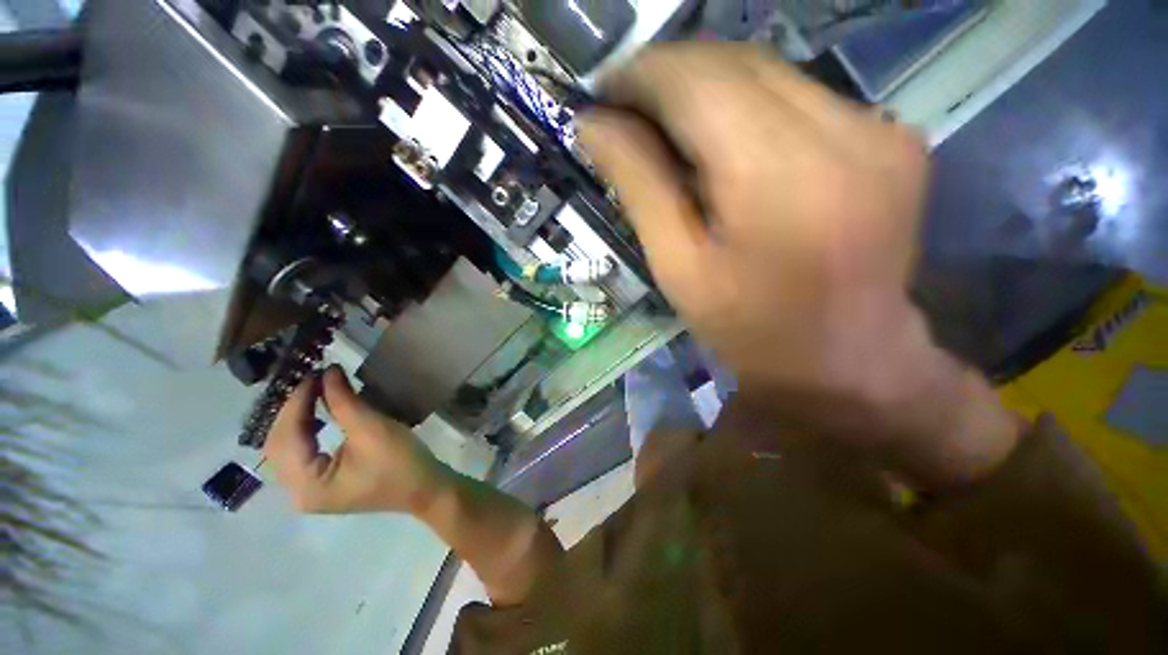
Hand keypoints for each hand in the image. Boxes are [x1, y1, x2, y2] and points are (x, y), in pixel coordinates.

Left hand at [265, 366, 445, 513]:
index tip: (314, 374)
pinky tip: (315, 415)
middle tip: (313, 381)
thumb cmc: (401, 461)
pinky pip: (300, 453)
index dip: (297, 403)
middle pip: (279, 445)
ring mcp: (308, 491)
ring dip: (296, 419)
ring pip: (286, 449)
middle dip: (292, 411)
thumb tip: (329, 371)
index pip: (286, 438)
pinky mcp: (321, 485)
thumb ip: (344, 402)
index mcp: (307, 486)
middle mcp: (297, 493)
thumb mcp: (372, 429)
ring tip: (313, 393)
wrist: (425, 488)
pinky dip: (304, 430)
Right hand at [580, 44, 1019, 485]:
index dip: (641, 75)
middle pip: (735, 62)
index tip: (604, 95)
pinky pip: (803, 97)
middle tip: (630, 112)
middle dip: (670, 77)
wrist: (843, 357)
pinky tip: (730, 148)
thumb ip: (639, 186)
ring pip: (769, 72)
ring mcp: (881, 128)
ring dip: (709, 91)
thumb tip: (594, 125)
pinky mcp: (893, 136)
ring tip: (671, 131)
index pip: (698, 81)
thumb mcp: (678, 267)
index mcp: (781, 178)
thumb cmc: (748, 327)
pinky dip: (753, 108)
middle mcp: (844, 132)